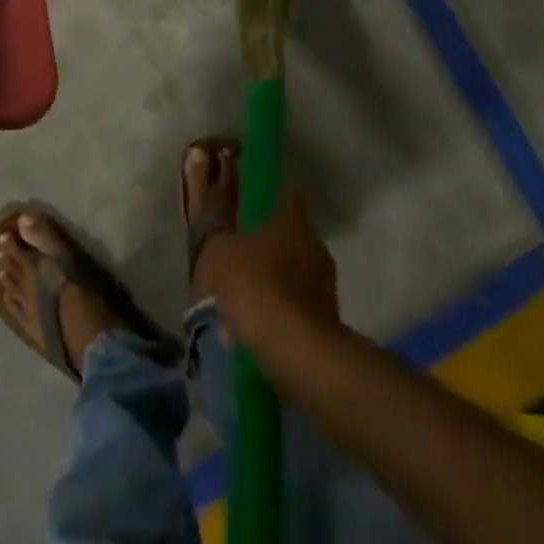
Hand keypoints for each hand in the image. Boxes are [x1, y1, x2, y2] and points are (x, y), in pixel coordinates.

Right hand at [200, 187, 339, 351]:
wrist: (295, 352)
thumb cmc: (255, 287)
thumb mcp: (217, 253)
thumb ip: (216, 236)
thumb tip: (218, 231)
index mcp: (293, 220)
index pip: (287, 192)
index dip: (268, 192)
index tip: (250, 196)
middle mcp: (314, 245)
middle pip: (287, 235)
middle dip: (264, 244)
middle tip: (237, 255)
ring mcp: (325, 284)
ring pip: (291, 272)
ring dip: (269, 281)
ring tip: (238, 300)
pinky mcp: (327, 320)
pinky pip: (293, 306)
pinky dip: (275, 311)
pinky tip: (252, 327)